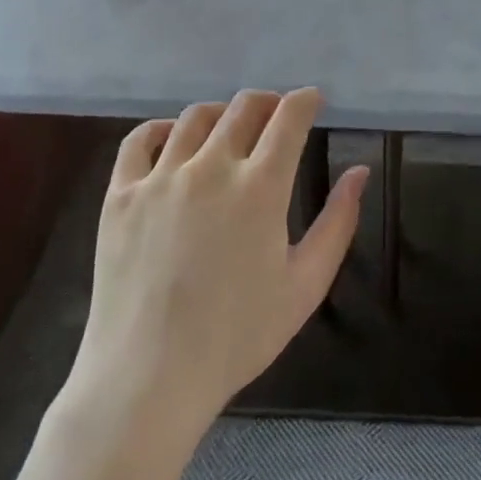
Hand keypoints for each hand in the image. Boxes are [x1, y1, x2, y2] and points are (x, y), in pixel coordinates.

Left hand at [66, 88, 366, 448]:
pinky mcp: (121, 194)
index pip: (289, 118)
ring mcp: (160, 177)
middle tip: (277, 117)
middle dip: (269, 103)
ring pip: (196, 117)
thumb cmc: (237, 337)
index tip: (312, 100)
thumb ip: (338, 223)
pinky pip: (141, 140)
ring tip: (230, 131)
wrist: (148, 379)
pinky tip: (174, 141)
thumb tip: (360, 172)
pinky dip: (163, 129)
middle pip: (244, 107)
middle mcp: (210, 167)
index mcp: (260, 187)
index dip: (306, 100)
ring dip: (223, 114)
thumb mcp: (305, 285)